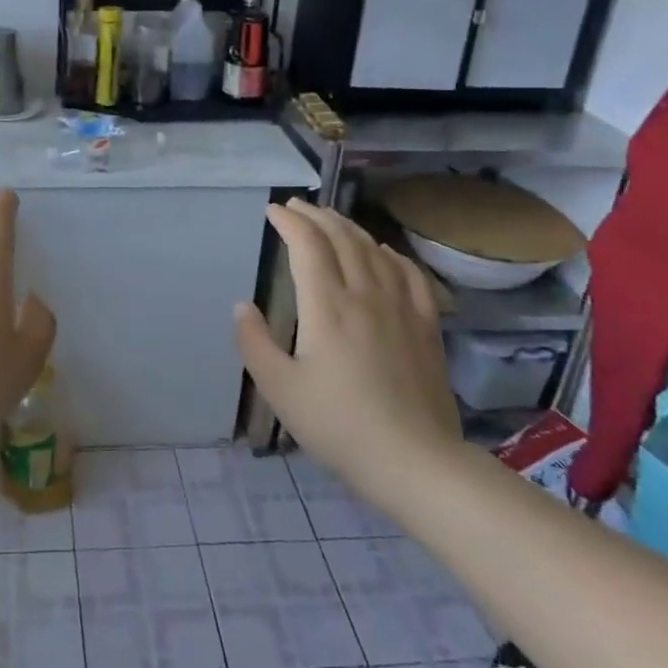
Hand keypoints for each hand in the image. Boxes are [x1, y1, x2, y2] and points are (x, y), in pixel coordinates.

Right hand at [236, 199, 462, 507]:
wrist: (415, 461)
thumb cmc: (339, 425)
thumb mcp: (280, 389)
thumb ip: (254, 342)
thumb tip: (242, 305)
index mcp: (327, 306)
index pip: (308, 245)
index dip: (289, 221)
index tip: (273, 210)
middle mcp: (365, 294)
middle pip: (341, 238)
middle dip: (316, 216)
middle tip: (297, 207)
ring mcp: (401, 307)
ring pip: (374, 250)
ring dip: (348, 227)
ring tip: (331, 220)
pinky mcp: (426, 325)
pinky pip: (409, 274)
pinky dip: (391, 254)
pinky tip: (383, 252)